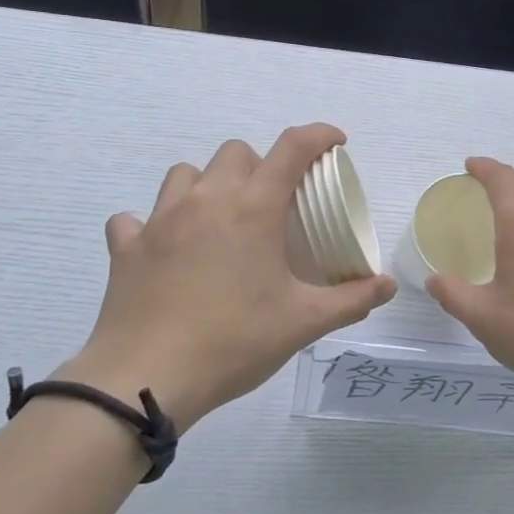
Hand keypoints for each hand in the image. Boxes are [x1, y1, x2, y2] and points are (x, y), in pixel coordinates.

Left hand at [64, 124, 395, 426]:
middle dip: (260, 165)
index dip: (318, 135)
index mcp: (253, 208)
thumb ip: (351, 300)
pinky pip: (135, 219)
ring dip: (207, 184)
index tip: (336, 143)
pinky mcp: (126, 247)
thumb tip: (387, 286)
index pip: (292, 148)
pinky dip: (152, 226)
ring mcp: (160, 220)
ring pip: (185, 173)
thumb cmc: (233, 342)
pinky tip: (164, 249)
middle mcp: (206, 199)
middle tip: (273, 203)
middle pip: (236, 152)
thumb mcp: (303, 323)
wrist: (145, 377)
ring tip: (219, 218)